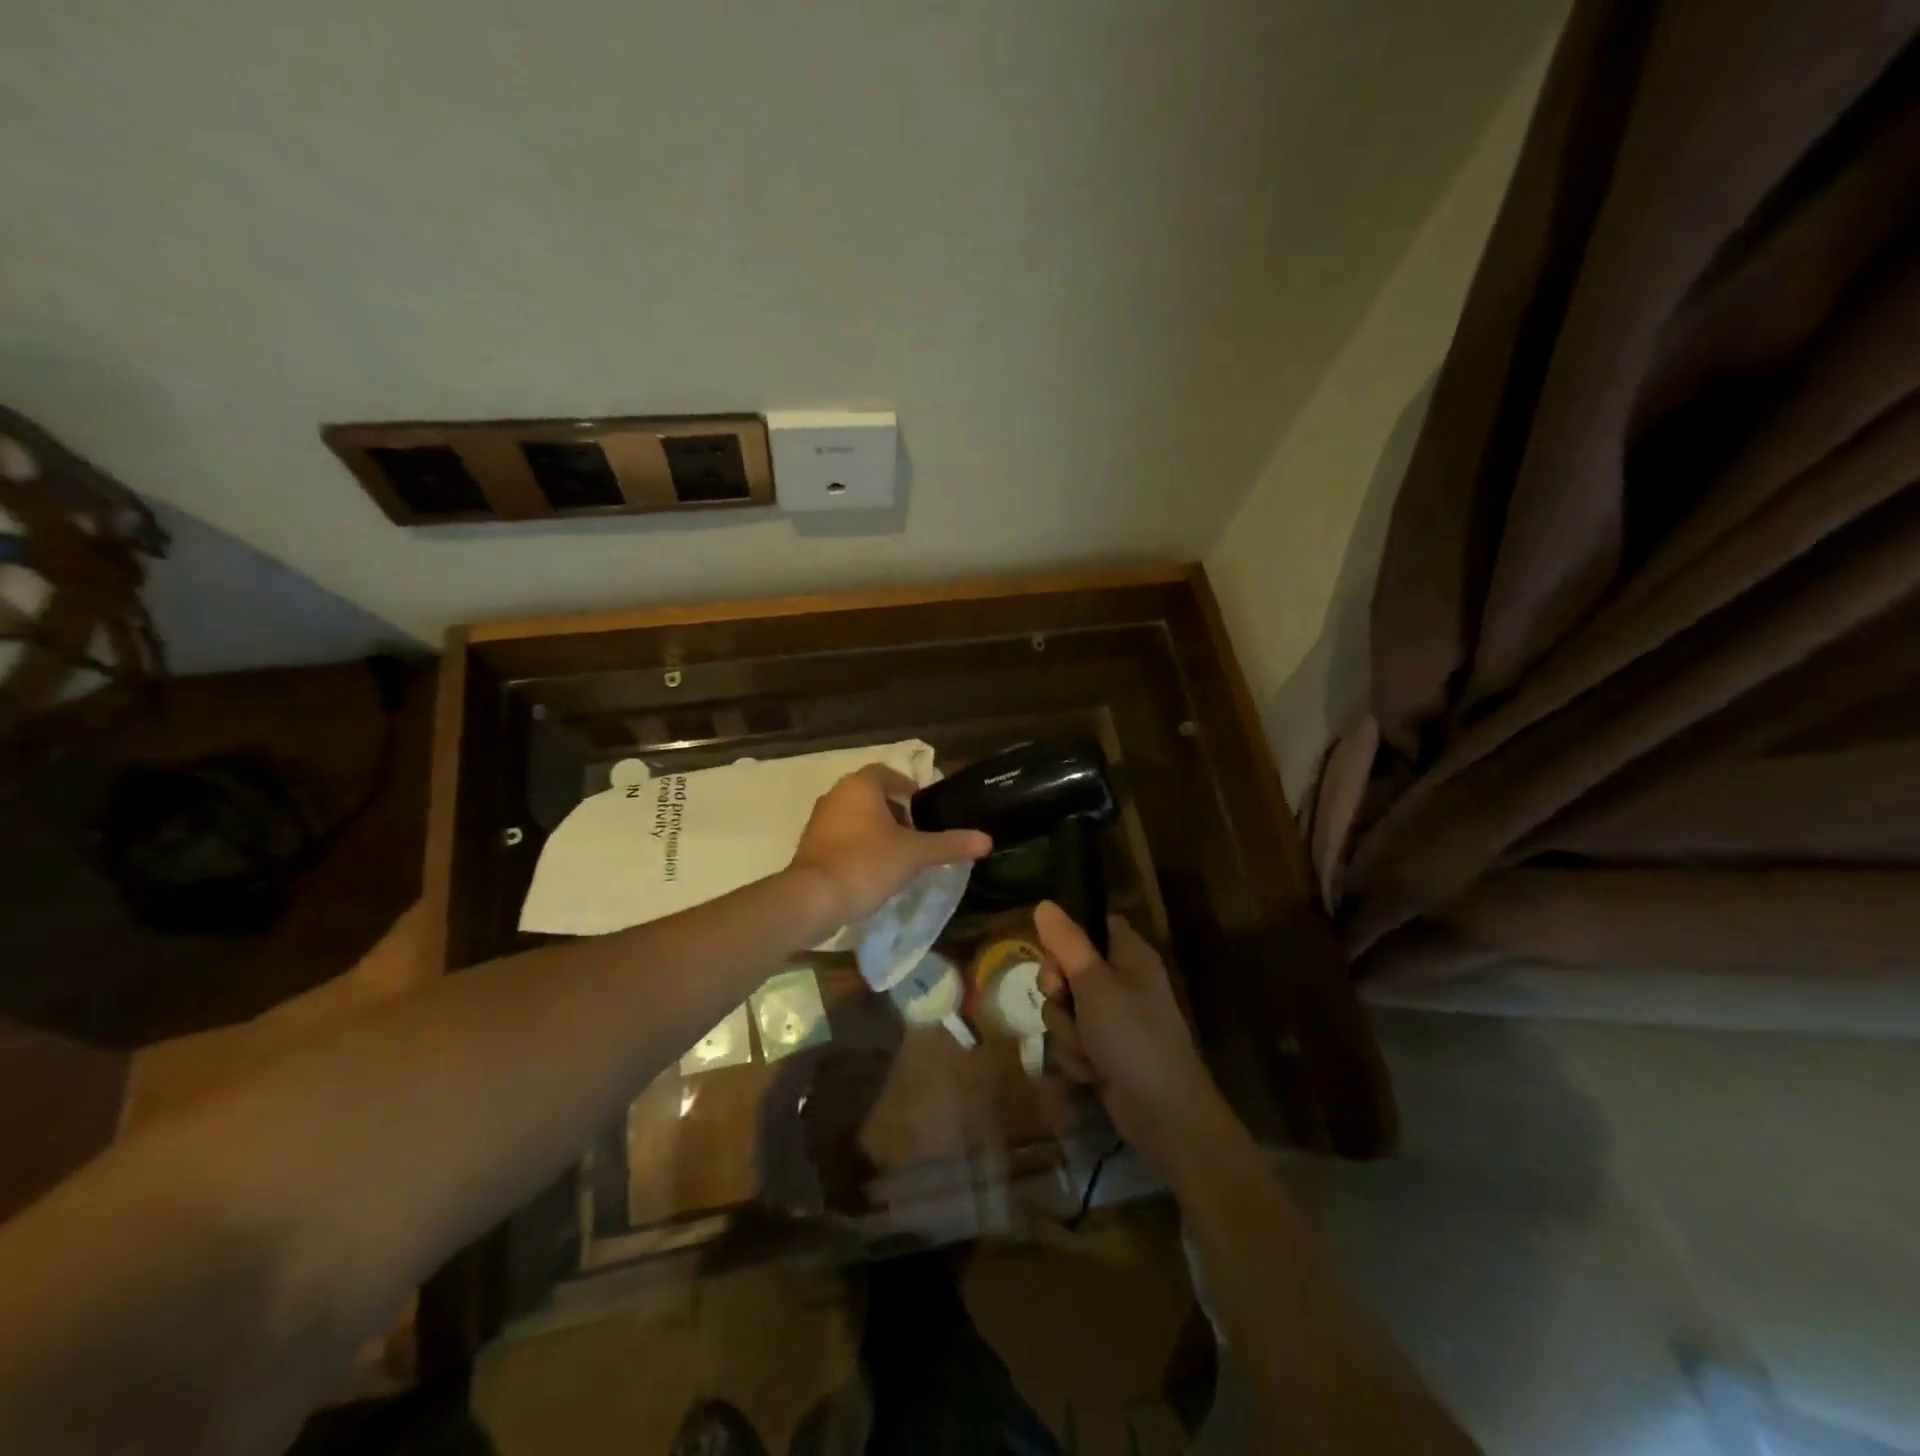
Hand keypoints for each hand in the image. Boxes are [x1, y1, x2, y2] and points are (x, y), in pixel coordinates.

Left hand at [789, 764, 992, 926]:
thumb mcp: (915, 854)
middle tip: (916, 836)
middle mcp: (836, 794)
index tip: (926, 813)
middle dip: (895, 812)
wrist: (813, 899)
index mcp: (861, 785)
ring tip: (898, 855)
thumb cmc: (866, 864)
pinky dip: (858, 845)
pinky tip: (872, 870)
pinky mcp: (810, 845)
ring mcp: (819, 820)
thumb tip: (987, 840)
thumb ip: (950, 844)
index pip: (889, 775)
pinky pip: (841, 836)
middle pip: (872, 795)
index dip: (910, 790)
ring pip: (856, 816)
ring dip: (876, 830)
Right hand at [1035, 902, 1225, 1175]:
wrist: (1163, 1113)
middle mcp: (1121, 981)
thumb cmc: (1132, 1036)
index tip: (1056, 957)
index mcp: (1129, 955)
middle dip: (1058, 992)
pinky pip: (1072, 1039)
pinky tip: (1091, 1071)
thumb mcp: (1094, 983)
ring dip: (1067, 1031)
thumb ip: (1066, 943)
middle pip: (1068, 968)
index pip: (1091, 926)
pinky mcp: (1104, 1050)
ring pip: (1065, 1008)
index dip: (1066, 938)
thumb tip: (1044, 903)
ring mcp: (1113, 1019)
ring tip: (1087, 1049)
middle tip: (1064, 1001)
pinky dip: (1076, 1056)